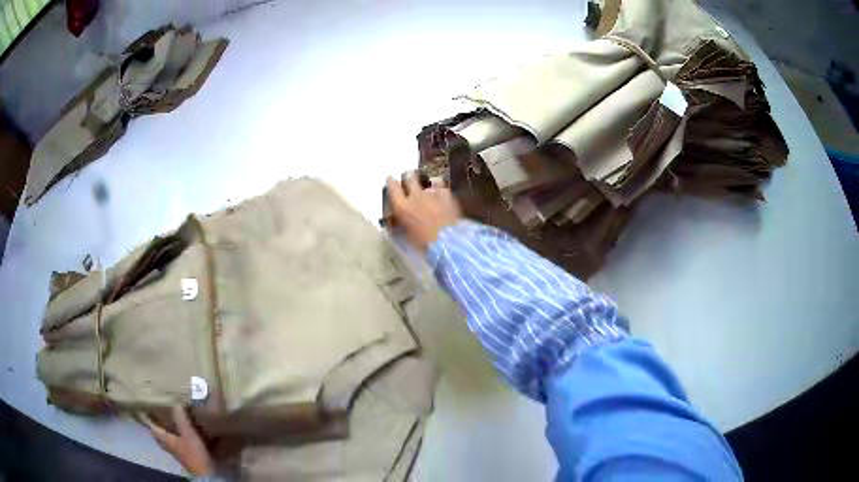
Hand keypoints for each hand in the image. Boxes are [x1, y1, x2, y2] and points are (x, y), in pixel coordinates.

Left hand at [143, 406, 213, 476]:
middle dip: (155, 425)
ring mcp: (176, 452)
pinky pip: (175, 444)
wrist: (205, 472)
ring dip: (165, 432)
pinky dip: (175, 438)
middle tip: (153, 415)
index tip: (141, 410)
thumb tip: (175, 401)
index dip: (146, 419)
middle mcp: (168, 445)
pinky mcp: (185, 455)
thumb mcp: (188, 433)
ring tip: (166, 423)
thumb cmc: (193, 452)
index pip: (152, 427)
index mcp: (165, 439)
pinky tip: (180, 435)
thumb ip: (181, 418)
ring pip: (166, 440)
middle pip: (158, 434)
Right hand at [387, 172, 461, 251]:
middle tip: (409, 177)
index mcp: (402, 206)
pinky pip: (442, 187)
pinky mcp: (447, 195)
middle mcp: (415, 196)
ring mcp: (432, 194)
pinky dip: (440, 189)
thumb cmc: (423, 243)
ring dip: (426, 183)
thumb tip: (398, 219)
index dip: (391, 182)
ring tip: (428, 185)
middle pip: (410, 178)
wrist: (447, 241)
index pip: (392, 187)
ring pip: (427, 181)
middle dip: (409, 177)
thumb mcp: (407, 234)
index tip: (391, 179)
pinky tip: (441, 192)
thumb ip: (402, 222)